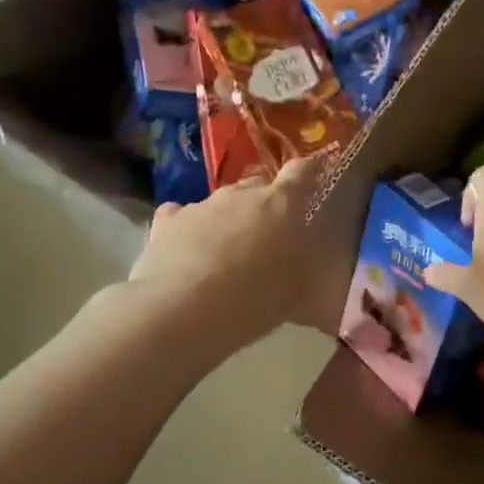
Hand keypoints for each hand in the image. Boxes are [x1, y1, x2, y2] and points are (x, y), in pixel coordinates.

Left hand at [128, 157, 328, 346]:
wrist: (183, 312)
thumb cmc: (254, 302)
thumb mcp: (297, 293)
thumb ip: (305, 267)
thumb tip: (308, 260)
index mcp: (281, 204)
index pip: (302, 172)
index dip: (310, 172)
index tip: (315, 178)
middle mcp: (241, 194)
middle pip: (258, 185)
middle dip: (266, 203)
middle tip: (271, 234)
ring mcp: (202, 205)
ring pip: (222, 202)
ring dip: (229, 218)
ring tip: (228, 253)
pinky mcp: (167, 221)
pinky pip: (183, 216)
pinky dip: (189, 228)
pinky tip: (188, 252)